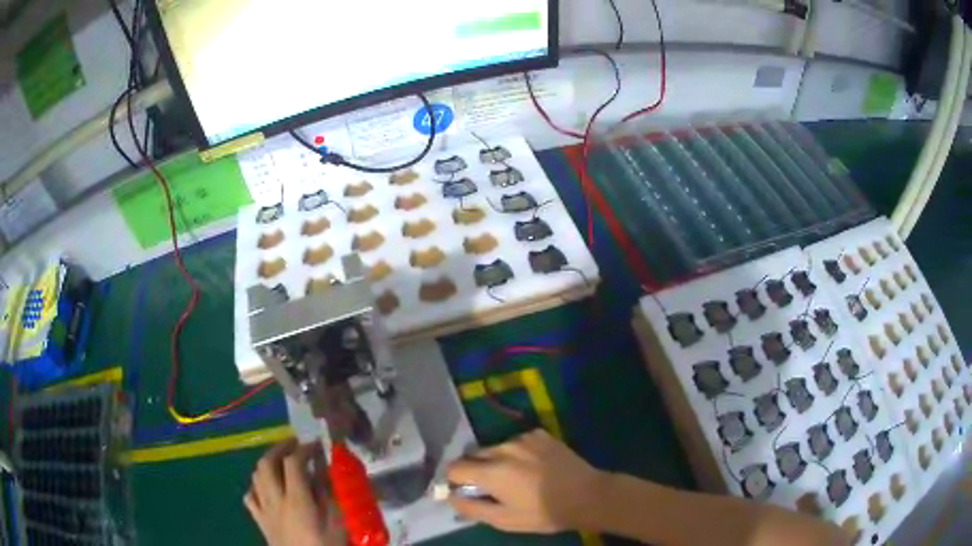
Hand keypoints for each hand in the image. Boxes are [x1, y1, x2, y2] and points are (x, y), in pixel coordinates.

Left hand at [245, 439, 345, 545]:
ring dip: (267, 464)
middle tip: (295, 445)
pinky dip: (256, 486)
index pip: (294, 463)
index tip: (316, 444)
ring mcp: (264, 511)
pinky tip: (266, 488)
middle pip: (267, 464)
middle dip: (280, 449)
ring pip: (256, 477)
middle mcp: (275, 500)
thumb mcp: (337, 524)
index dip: (304, 449)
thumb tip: (323, 471)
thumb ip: (328, 496)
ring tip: (281, 462)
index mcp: (296, 500)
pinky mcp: (260, 522)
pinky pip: (250, 497)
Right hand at [446, 429, 606, 533]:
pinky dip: (516, 453)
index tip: (464, 491)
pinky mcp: (539, 434)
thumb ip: (472, 508)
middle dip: (474, 470)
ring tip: (515, 477)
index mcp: (490, 471)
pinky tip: (533, 466)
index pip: (454, 468)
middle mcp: (502, 448)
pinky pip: (516, 442)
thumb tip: (451, 498)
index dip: (454, 481)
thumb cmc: (543, 513)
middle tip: (490, 487)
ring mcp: (522, 438)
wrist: (587, 495)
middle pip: (473, 455)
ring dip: (495, 460)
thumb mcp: (504, 520)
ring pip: (495, 448)